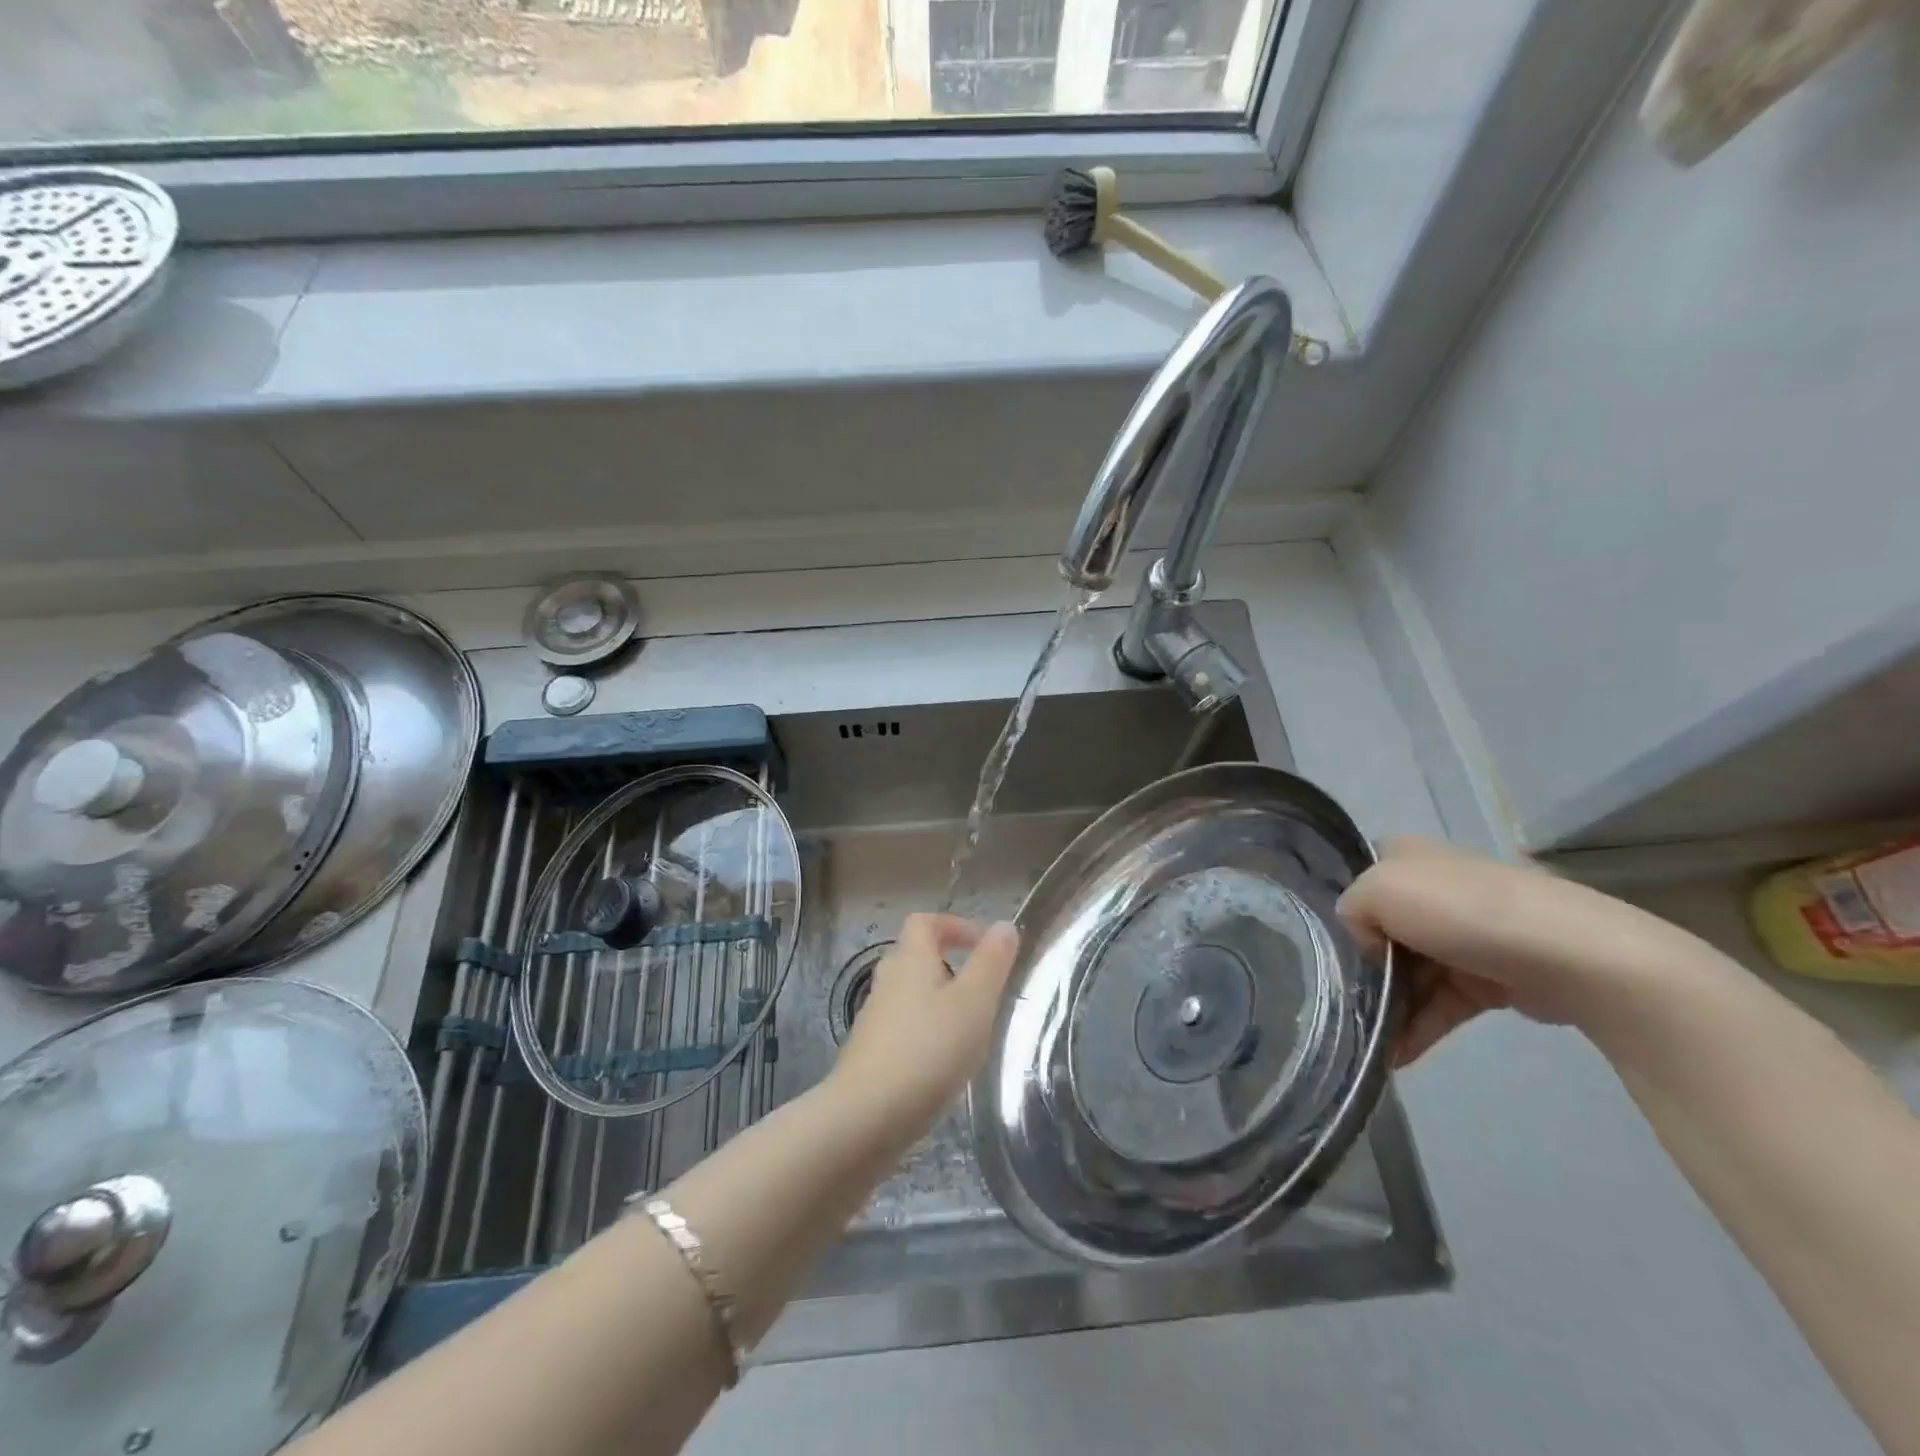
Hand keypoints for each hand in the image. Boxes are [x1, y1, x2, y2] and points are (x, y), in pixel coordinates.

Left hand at [829, 913, 1020, 1137]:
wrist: (866, 1117)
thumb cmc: (928, 1050)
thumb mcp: (974, 1002)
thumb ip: (991, 962)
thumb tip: (1004, 924)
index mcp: (910, 960)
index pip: (925, 922)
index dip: (954, 925)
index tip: (984, 945)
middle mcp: (887, 982)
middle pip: (915, 957)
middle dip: (949, 966)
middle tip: (981, 992)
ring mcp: (873, 1020)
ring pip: (909, 997)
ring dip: (938, 1004)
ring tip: (969, 1032)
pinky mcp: (870, 1055)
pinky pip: (902, 1030)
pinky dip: (924, 1036)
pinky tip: (943, 1066)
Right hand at [1337, 836, 1694, 1064]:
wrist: (1570, 956)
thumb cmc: (1461, 910)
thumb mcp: (1377, 891)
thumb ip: (1351, 910)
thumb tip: (1366, 943)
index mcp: (1409, 856)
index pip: (1360, 879)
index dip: (1346, 911)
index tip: (1329, 947)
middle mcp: (1436, 888)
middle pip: (1383, 930)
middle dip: (1365, 966)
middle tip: (1345, 1000)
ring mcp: (1468, 933)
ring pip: (1412, 970)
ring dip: (1390, 1005)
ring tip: (1369, 1041)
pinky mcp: (1495, 977)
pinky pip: (1444, 1001)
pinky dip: (1420, 1026)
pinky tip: (1398, 1056)